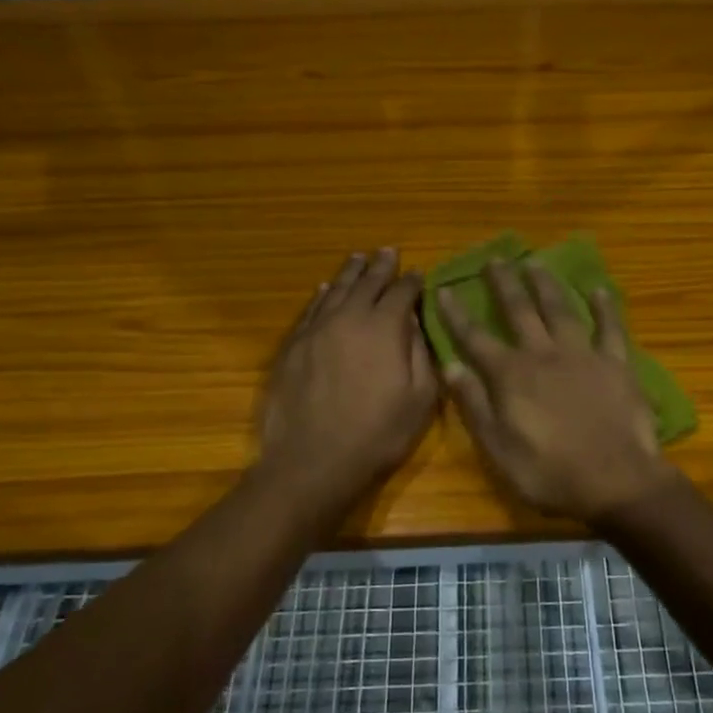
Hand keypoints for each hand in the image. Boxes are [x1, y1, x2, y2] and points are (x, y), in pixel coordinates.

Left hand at [259, 249, 438, 499]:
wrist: (312, 461)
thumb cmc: (376, 434)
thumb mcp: (419, 399)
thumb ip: (419, 353)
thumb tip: (413, 320)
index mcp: (384, 328)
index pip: (402, 293)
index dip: (412, 281)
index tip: (418, 273)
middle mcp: (349, 318)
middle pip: (367, 283)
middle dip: (380, 266)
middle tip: (388, 251)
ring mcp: (316, 330)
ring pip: (336, 290)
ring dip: (350, 273)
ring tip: (359, 258)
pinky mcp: (293, 346)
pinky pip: (311, 310)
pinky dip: (321, 295)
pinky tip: (325, 288)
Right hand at [436, 262, 674, 525]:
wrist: (616, 480)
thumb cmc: (550, 473)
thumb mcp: (498, 448)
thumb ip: (474, 404)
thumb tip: (450, 365)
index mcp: (511, 375)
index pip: (475, 338)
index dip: (457, 314)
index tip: (444, 289)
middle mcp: (544, 354)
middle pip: (519, 311)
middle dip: (504, 284)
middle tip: (495, 259)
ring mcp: (583, 355)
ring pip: (560, 309)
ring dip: (546, 284)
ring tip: (536, 262)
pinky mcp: (616, 363)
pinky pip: (610, 328)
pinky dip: (605, 307)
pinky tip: (599, 290)